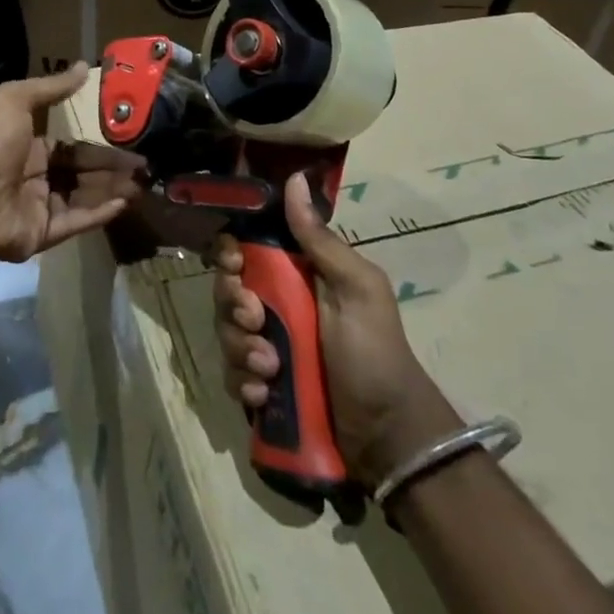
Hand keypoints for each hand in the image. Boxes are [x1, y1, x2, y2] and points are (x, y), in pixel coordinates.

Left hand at [0, 62, 145, 262]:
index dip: (98, 142)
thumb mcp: (16, 99)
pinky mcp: (42, 234)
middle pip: (81, 171)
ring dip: (113, 189)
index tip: (128, 138)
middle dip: (112, 168)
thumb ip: (52, 87)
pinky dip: (100, 214)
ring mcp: (38, 207)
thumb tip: (84, 65)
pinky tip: (124, 203)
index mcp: (26, 144)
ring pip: (83, 196)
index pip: (69, 144)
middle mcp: (33, 175)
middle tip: (145, 165)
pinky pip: (76, 222)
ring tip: (143, 183)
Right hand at [213, 173, 459, 488]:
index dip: (230, 252)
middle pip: (227, 289)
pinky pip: (232, 374)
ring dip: (240, 349)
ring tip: (270, 369)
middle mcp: (276, 304)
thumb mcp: (357, 288)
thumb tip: (296, 178)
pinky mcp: (261, 384)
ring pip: (225, 332)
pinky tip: (264, 392)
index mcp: (297, 274)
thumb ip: (321, 240)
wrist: (387, 434)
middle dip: (232, 305)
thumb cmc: (375, 351)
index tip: (234, 264)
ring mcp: (265, 345)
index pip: (246, 248)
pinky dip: (243, 382)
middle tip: (255, 321)